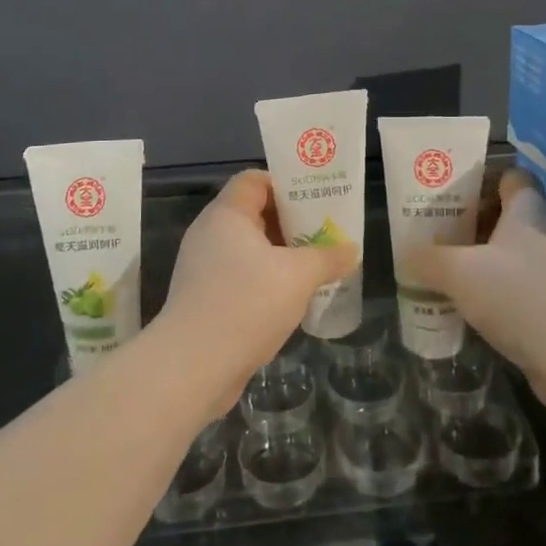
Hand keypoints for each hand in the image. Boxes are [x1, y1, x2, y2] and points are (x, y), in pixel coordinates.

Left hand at [156, 170, 359, 412]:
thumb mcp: (298, 276)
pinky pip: (240, 277)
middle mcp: (210, 233)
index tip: (316, 201)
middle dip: (290, 223)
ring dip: (280, 256)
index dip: (286, 185)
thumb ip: (327, 258)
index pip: (255, 180)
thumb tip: (351, 250)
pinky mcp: (203, 299)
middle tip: (324, 234)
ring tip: (315, 267)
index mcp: (227, 214)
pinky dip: (265, 281)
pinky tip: (290, 299)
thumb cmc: (246, 303)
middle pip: (253, 213)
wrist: (193, 366)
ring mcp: (203, 268)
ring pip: (248, 249)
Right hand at [408, 166, 545, 417]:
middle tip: (438, 234)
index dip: (482, 179)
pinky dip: (500, 292)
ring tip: (448, 271)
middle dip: (474, 223)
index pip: (511, 175)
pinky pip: (523, 287)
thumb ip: (428, 259)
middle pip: (509, 215)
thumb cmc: (519, 296)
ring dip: (485, 261)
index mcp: (530, 209)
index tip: (450, 195)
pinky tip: (473, 307)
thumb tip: (406, 253)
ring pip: (515, 254)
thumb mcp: (459, 272)